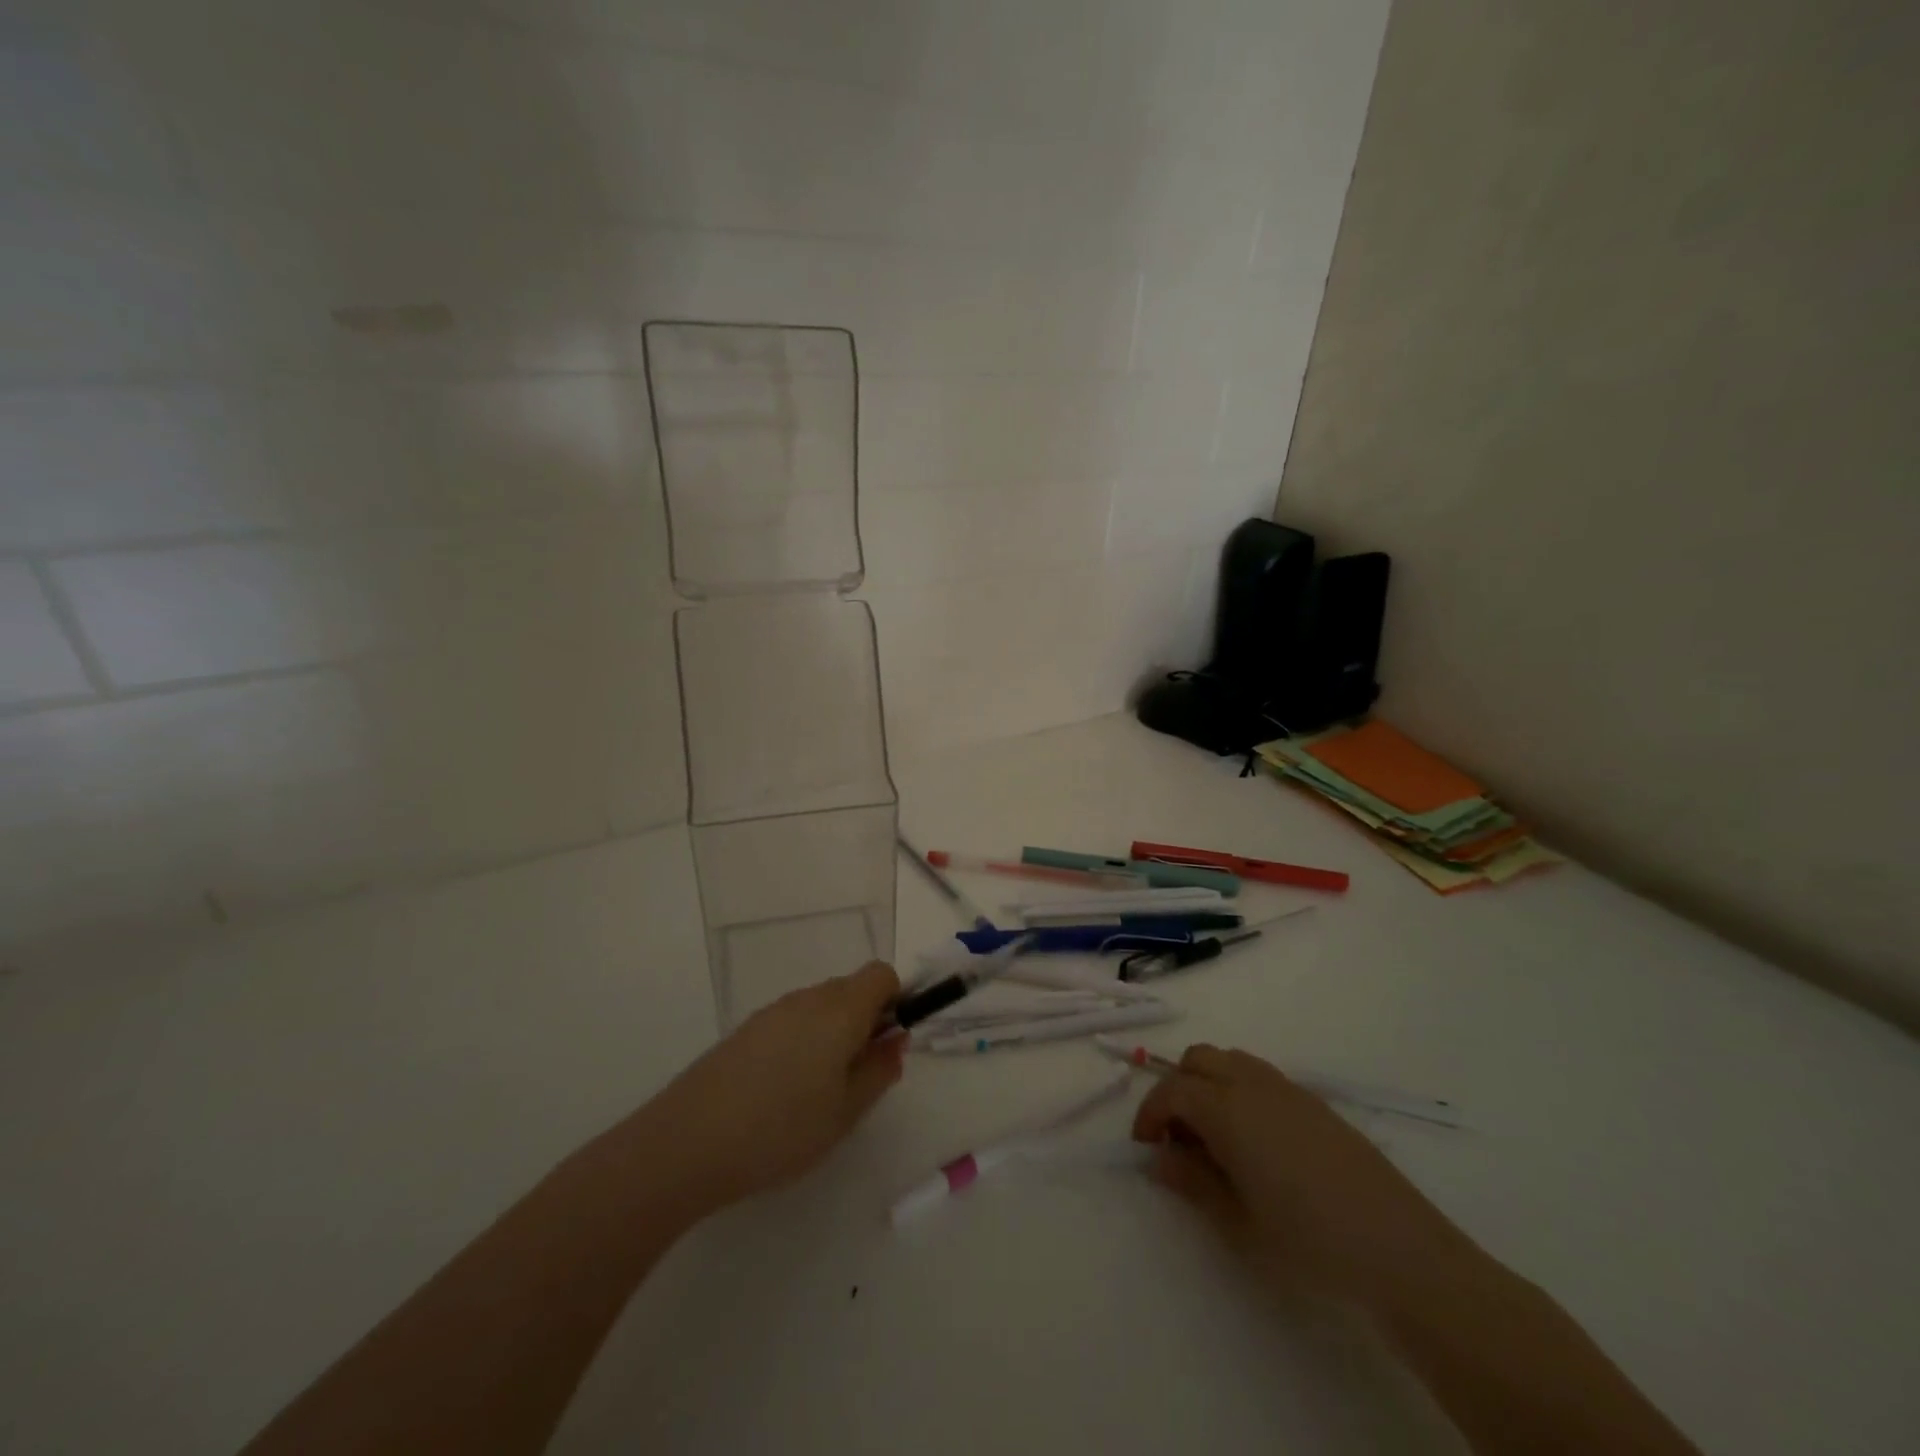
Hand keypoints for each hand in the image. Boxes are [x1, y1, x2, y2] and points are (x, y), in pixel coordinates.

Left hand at [635, 961, 906, 1214]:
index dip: (895, 1002)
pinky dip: (802, 1042)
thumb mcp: (846, 1112)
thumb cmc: (782, 1129)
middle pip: (851, 989)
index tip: (887, 1044)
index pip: (881, 975)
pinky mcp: (746, 1029)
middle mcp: (808, 998)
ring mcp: (773, 1011)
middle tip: (856, 1077)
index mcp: (841, 1009)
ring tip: (818, 1093)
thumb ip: (880, 1070)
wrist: (688, 1142)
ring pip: (820, 1007)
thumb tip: (896, 1039)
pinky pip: (791, 1021)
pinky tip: (782, 1092)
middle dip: (864, 1022)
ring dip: (832, 1034)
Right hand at [1132, 1044, 1472, 1310]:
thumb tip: (1160, 1157)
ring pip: (1229, 1061)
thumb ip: (1191, 1180)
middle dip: (1178, 1090)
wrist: (1399, 1249)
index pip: (1171, 1090)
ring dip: (1209, 1085)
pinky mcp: (1315, 1102)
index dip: (1149, 1114)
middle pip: (1198, 1060)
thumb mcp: (1236, 1220)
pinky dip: (1240, 1092)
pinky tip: (1256, 1143)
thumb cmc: (1307, 1238)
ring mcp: (1287, 1088)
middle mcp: (1252, 1083)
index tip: (1146, 1148)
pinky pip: (1260, 1077)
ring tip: (1215, 1139)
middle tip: (1179, 1140)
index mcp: (1226, 1107)